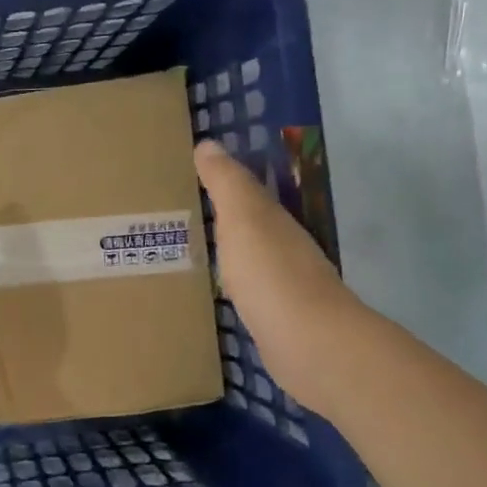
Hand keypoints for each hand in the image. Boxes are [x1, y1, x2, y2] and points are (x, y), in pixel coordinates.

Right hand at [193, 139, 360, 415]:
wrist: (307, 343)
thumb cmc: (270, 272)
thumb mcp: (243, 217)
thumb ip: (227, 182)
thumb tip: (209, 143)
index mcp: (273, 219)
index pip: (246, 192)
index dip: (221, 182)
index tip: (188, 175)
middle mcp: (283, 246)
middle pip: (249, 224)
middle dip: (222, 216)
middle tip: (179, 212)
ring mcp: (282, 284)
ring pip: (249, 257)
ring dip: (228, 250)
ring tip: (190, 248)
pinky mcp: (277, 317)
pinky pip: (248, 290)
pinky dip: (233, 283)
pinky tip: (216, 290)